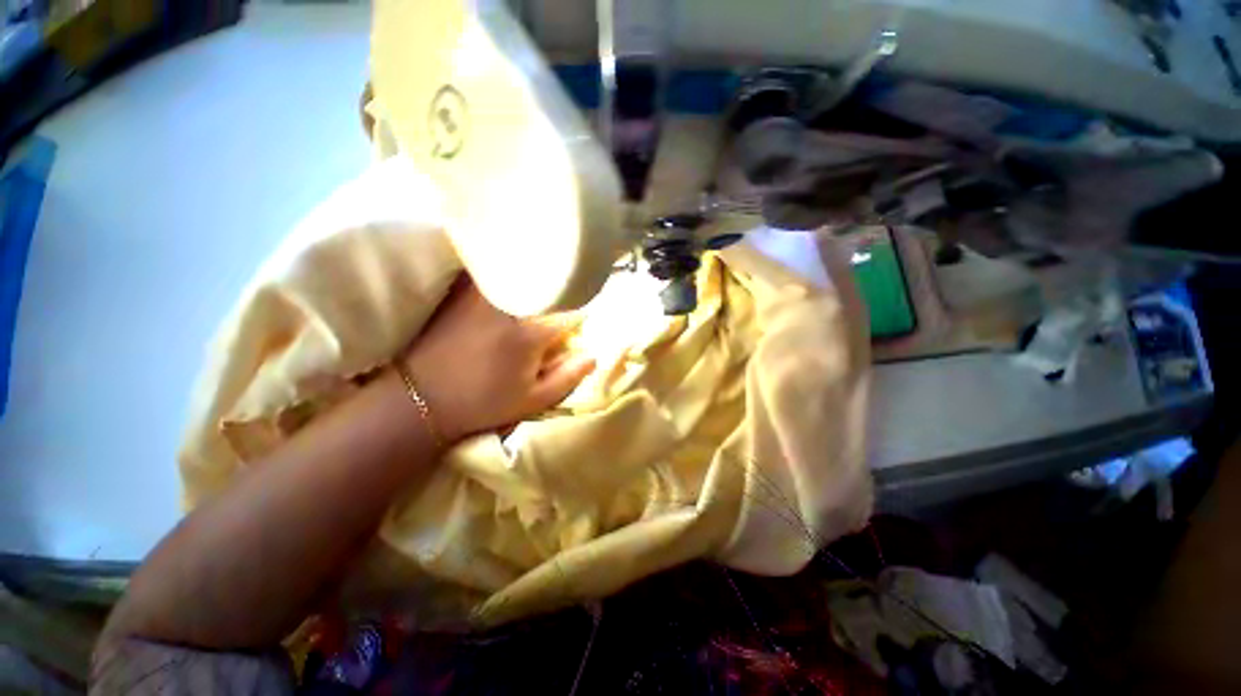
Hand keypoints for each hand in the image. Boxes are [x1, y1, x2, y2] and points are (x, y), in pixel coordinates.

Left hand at [401, 276, 595, 441]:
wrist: (421, 397)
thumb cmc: (483, 403)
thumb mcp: (533, 401)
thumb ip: (569, 377)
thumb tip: (593, 355)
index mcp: (531, 334)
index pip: (571, 312)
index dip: (581, 315)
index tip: (582, 320)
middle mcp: (510, 306)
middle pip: (549, 285)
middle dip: (563, 290)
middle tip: (567, 297)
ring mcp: (484, 295)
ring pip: (521, 271)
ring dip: (537, 272)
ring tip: (542, 279)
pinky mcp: (464, 292)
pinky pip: (492, 269)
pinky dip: (506, 267)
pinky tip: (510, 270)